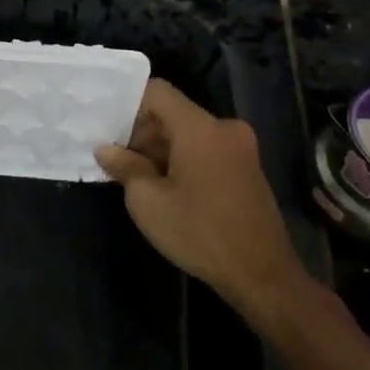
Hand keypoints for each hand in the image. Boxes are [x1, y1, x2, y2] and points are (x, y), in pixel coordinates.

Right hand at [96, 79, 310, 328]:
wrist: (263, 277)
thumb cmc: (199, 233)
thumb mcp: (147, 201)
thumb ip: (124, 166)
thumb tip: (107, 150)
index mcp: (200, 128)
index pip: (157, 92)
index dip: (129, 105)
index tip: (110, 131)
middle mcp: (224, 128)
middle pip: (173, 113)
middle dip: (142, 132)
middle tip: (118, 160)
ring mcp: (242, 148)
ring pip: (190, 132)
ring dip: (162, 148)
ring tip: (139, 178)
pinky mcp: (248, 169)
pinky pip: (207, 149)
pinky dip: (183, 159)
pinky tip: (168, 188)